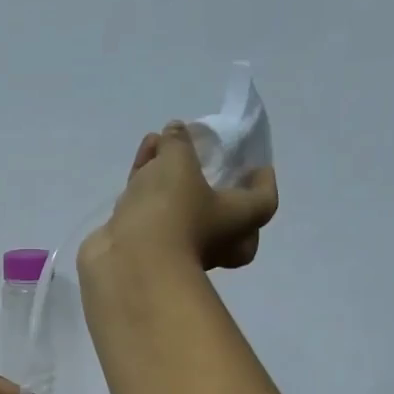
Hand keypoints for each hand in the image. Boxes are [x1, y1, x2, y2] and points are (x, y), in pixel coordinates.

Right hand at [88, 122, 277, 270]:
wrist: (129, 263)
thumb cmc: (171, 212)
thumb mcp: (178, 163)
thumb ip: (178, 142)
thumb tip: (176, 130)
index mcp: (238, 220)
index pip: (264, 200)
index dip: (263, 180)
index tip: (255, 164)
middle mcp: (215, 240)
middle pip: (227, 218)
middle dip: (217, 194)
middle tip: (210, 171)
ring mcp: (178, 248)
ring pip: (183, 212)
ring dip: (171, 180)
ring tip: (157, 147)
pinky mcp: (146, 249)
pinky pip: (153, 215)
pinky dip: (148, 192)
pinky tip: (136, 170)